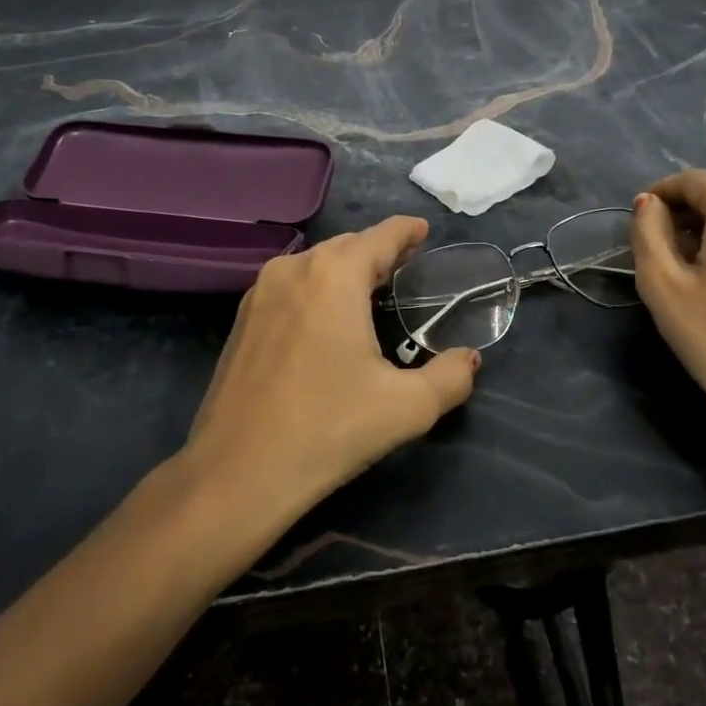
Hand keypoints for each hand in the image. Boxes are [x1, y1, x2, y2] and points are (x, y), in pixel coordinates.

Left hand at [179, 217, 479, 529]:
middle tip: (407, 266)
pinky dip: (318, 287)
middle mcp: (295, 269)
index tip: (424, 231)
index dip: (407, 231)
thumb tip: (469, 360)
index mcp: (335, 275)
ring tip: (372, 288)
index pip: (380, 236)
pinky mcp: (242, 319)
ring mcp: (261, 292)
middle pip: (347, 245)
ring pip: (316, 264)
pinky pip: (293, 286)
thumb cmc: (328, 429)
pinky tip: (329, 316)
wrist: (237, 474)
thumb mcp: (406, 408)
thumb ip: (450, 377)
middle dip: (379, 251)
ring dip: (346, 269)